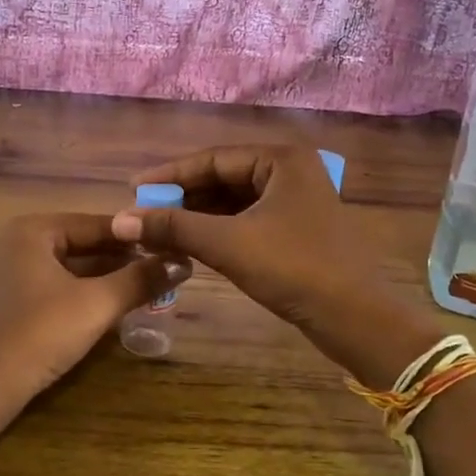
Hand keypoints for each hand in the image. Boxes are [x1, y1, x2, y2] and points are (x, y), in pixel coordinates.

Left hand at [0, 213, 188, 421]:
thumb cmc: (37, 334)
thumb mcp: (96, 305)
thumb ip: (140, 280)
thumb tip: (182, 261)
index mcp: (33, 230)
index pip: (97, 224)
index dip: (137, 236)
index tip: (173, 247)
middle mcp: (17, 243)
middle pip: (82, 245)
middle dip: (123, 260)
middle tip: (165, 271)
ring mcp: (8, 274)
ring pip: (69, 269)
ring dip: (106, 280)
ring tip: (147, 289)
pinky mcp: (7, 304)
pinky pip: (54, 289)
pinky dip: (83, 296)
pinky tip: (111, 310)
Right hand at [110, 147, 433, 385]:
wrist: (354, 318)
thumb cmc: (293, 268)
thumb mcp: (228, 243)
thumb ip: (173, 226)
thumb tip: (120, 219)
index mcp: (282, 159)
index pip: (213, 158)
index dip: (170, 174)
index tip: (133, 189)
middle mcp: (291, 171)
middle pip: (223, 178)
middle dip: (183, 198)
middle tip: (144, 214)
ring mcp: (297, 201)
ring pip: (234, 201)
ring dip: (198, 216)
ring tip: (159, 232)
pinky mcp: (297, 229)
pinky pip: (248, 220)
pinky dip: (218, 231)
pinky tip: (191, 245)